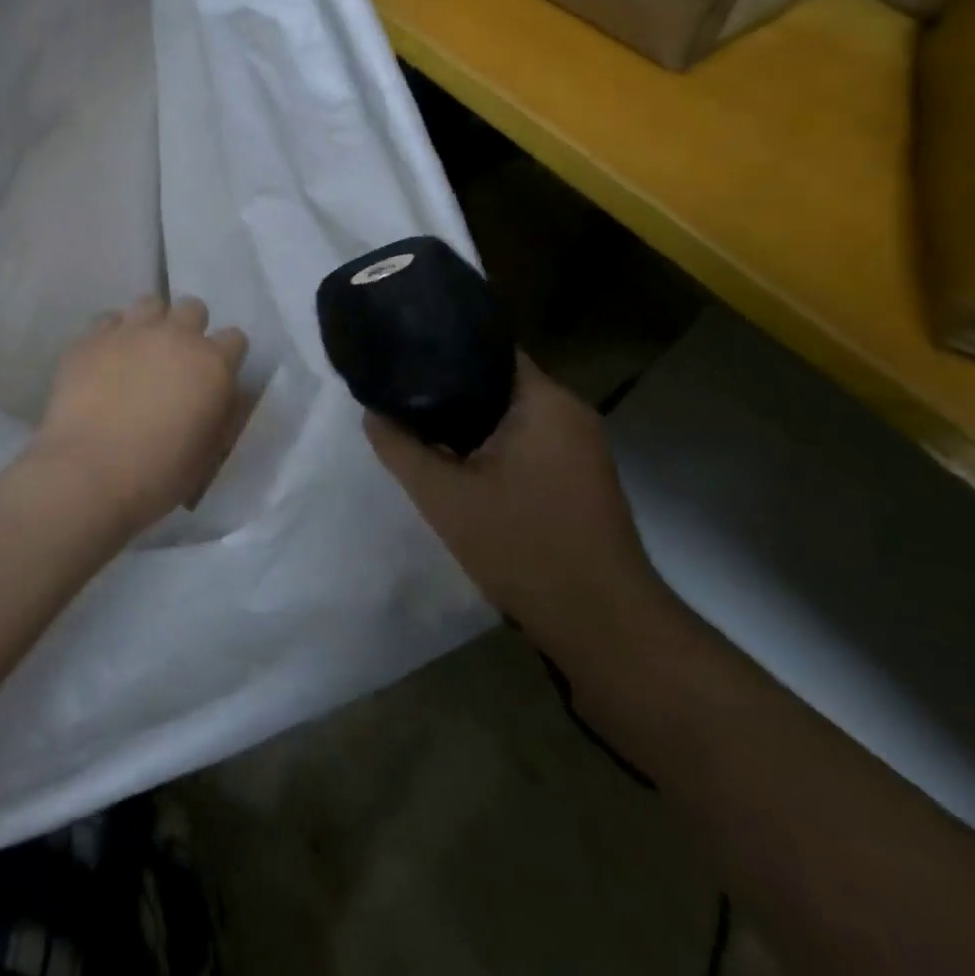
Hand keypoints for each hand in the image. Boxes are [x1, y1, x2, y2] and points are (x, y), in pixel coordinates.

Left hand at [33, 294, 250, 533]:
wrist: (87, 473)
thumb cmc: (158, 474)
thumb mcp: (208, 453)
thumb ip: (221, 414)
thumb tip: (224, 395)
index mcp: (212, 364)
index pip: (234, 338)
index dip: (226, 356)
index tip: (214, 376)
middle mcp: (175, 336)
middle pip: (193, 308)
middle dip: (189, 329)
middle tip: (175, 361)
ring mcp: (130, 331)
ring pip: (150, 303)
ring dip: (151, 323)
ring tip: (139, 352)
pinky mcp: (90, 338)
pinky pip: (107, 320)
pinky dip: (111, 335)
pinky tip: (104, 359)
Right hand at [365, 356, 670, 677]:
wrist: (602, 626)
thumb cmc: (524, 547)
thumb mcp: (444, 497)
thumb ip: (400, 448)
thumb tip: (372, 413)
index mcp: (545, 401)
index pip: (488, 349)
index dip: (443, 349)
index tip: (403, 358)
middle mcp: (570, 412)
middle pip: (497, 382)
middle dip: (448, 390)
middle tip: (400, 397)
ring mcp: (581, 446)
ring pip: (510, 415)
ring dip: (468, 422)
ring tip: (419, 427)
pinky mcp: (581, 477)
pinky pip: (527, 442)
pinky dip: (492, 446)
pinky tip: (458, 465)